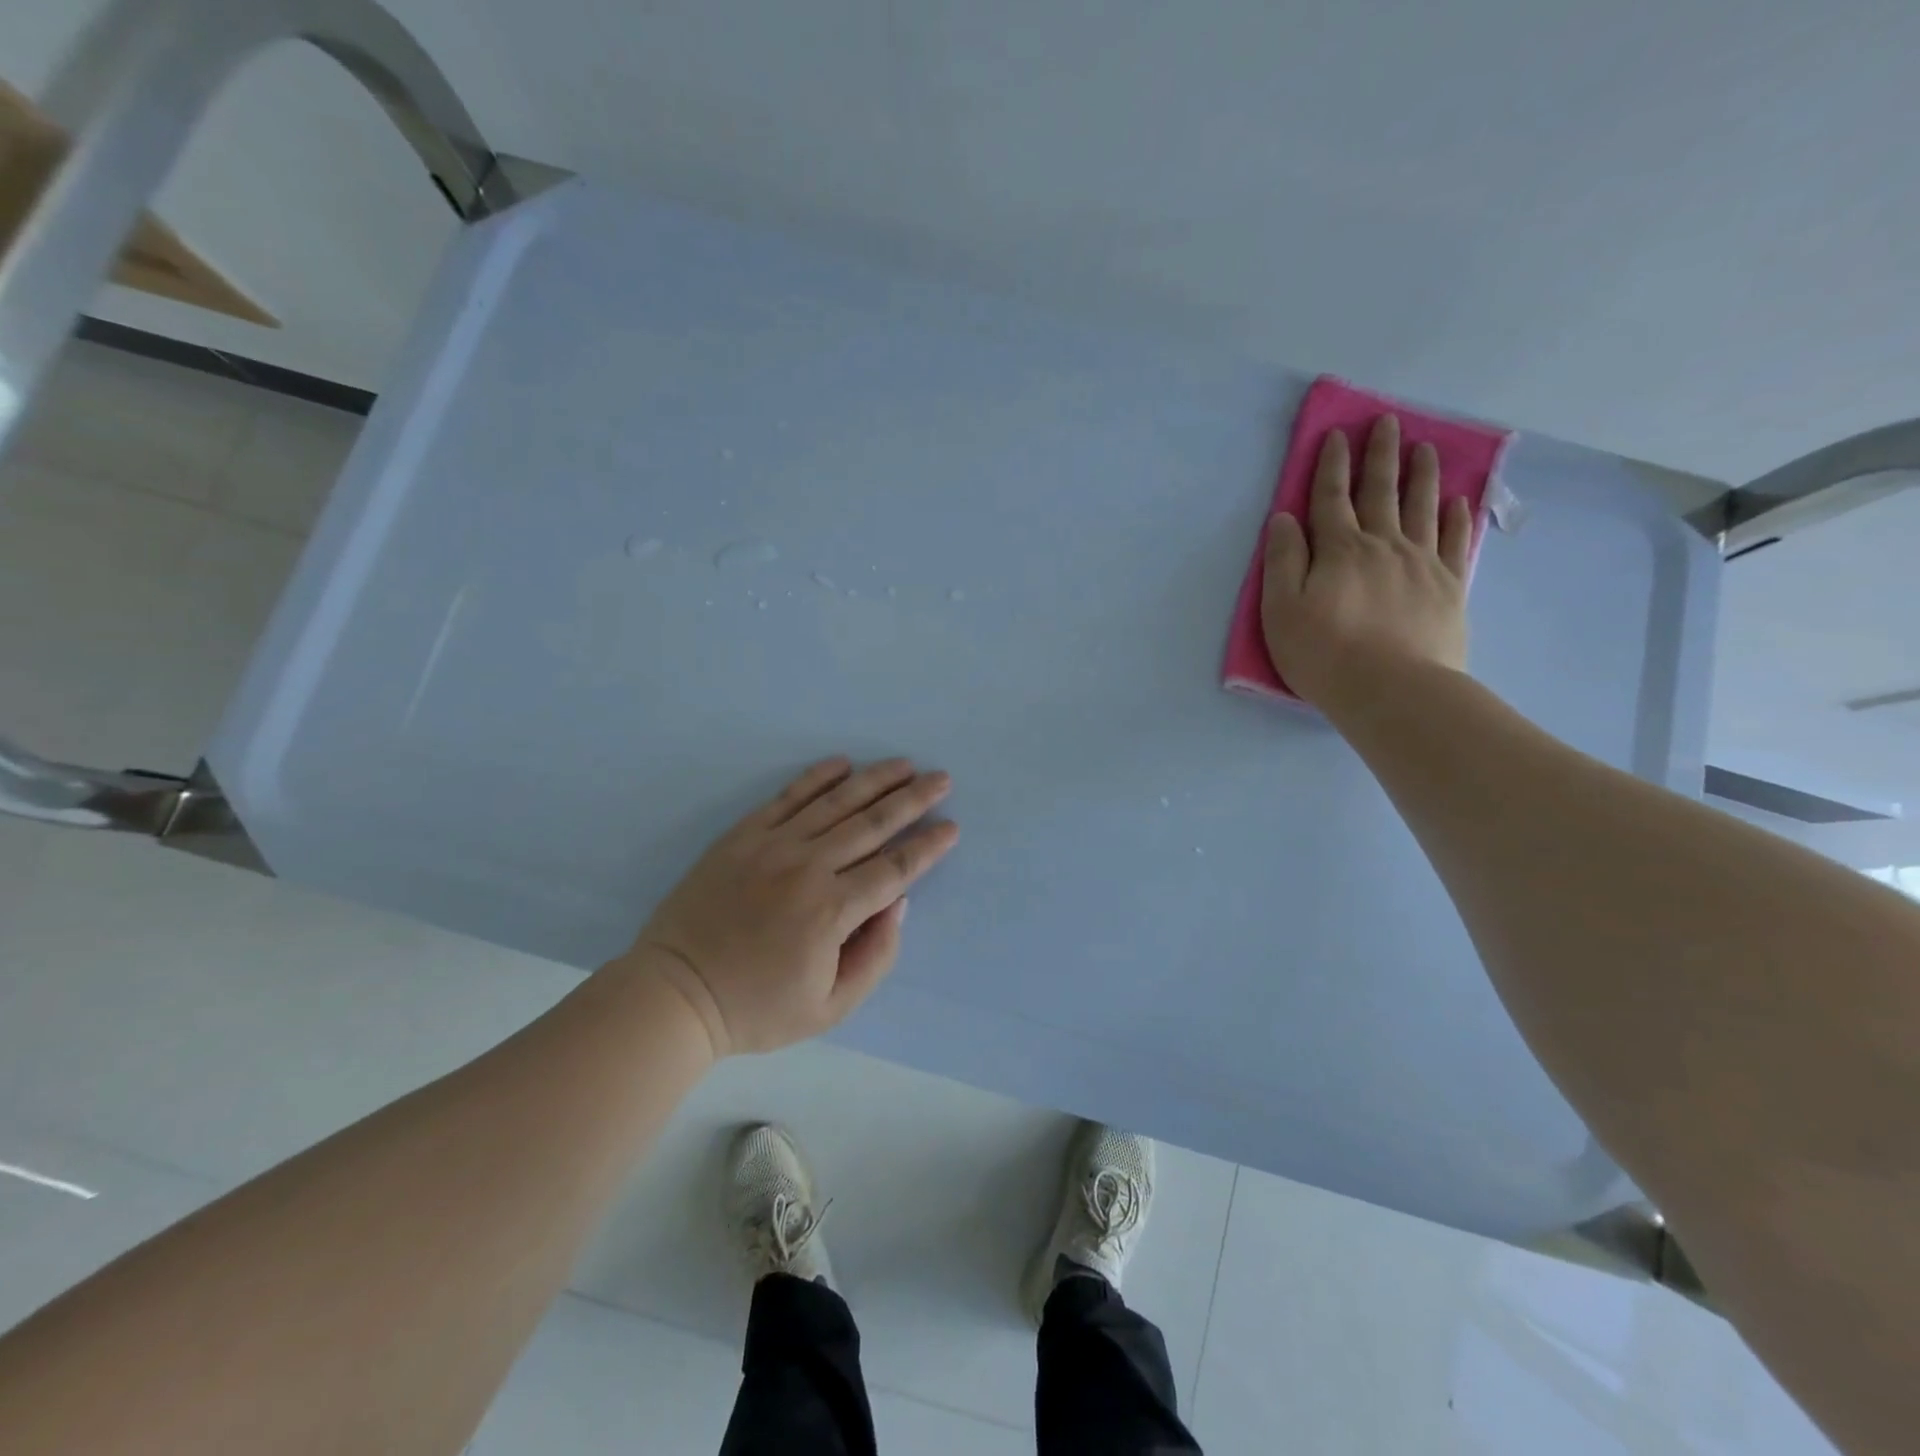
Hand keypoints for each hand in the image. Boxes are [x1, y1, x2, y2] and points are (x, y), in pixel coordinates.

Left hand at [628, 757, 958, 1056]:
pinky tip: (842, 762)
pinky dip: (817, 777)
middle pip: (873, 824)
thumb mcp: (830, 1008)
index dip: (928, 847)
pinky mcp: (743, 836)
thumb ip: (875, 956)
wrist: (675, 993)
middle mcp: (808, 867)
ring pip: (836, 802)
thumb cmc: (756, 1008)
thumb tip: (897, 903)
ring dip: (875, 780)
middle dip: (913, 799)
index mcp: (831, 911)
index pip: (895, 868)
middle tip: (941, 779)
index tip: (951, 827)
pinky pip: (787, 797)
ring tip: (904, 764)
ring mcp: (772, 845)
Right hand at [1261, 414, 1473, 712]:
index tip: (1336, 435)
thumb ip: (1283, 561)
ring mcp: (1421, 563)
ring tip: (1426, 448)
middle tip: (1387, 423)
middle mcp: (1382, 545)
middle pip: (1380, 492)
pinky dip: (1455, 517)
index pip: (1331, 498)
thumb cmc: (1324, 654)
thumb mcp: (1282, 610)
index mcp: (1339, 550)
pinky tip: (1457, 502)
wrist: (1393, 690)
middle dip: (1380, 456)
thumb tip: (1284, 518)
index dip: (1331, 466)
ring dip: (1421, 475)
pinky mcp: (1448, 586)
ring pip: (1421, 507)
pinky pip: (1453, 541)